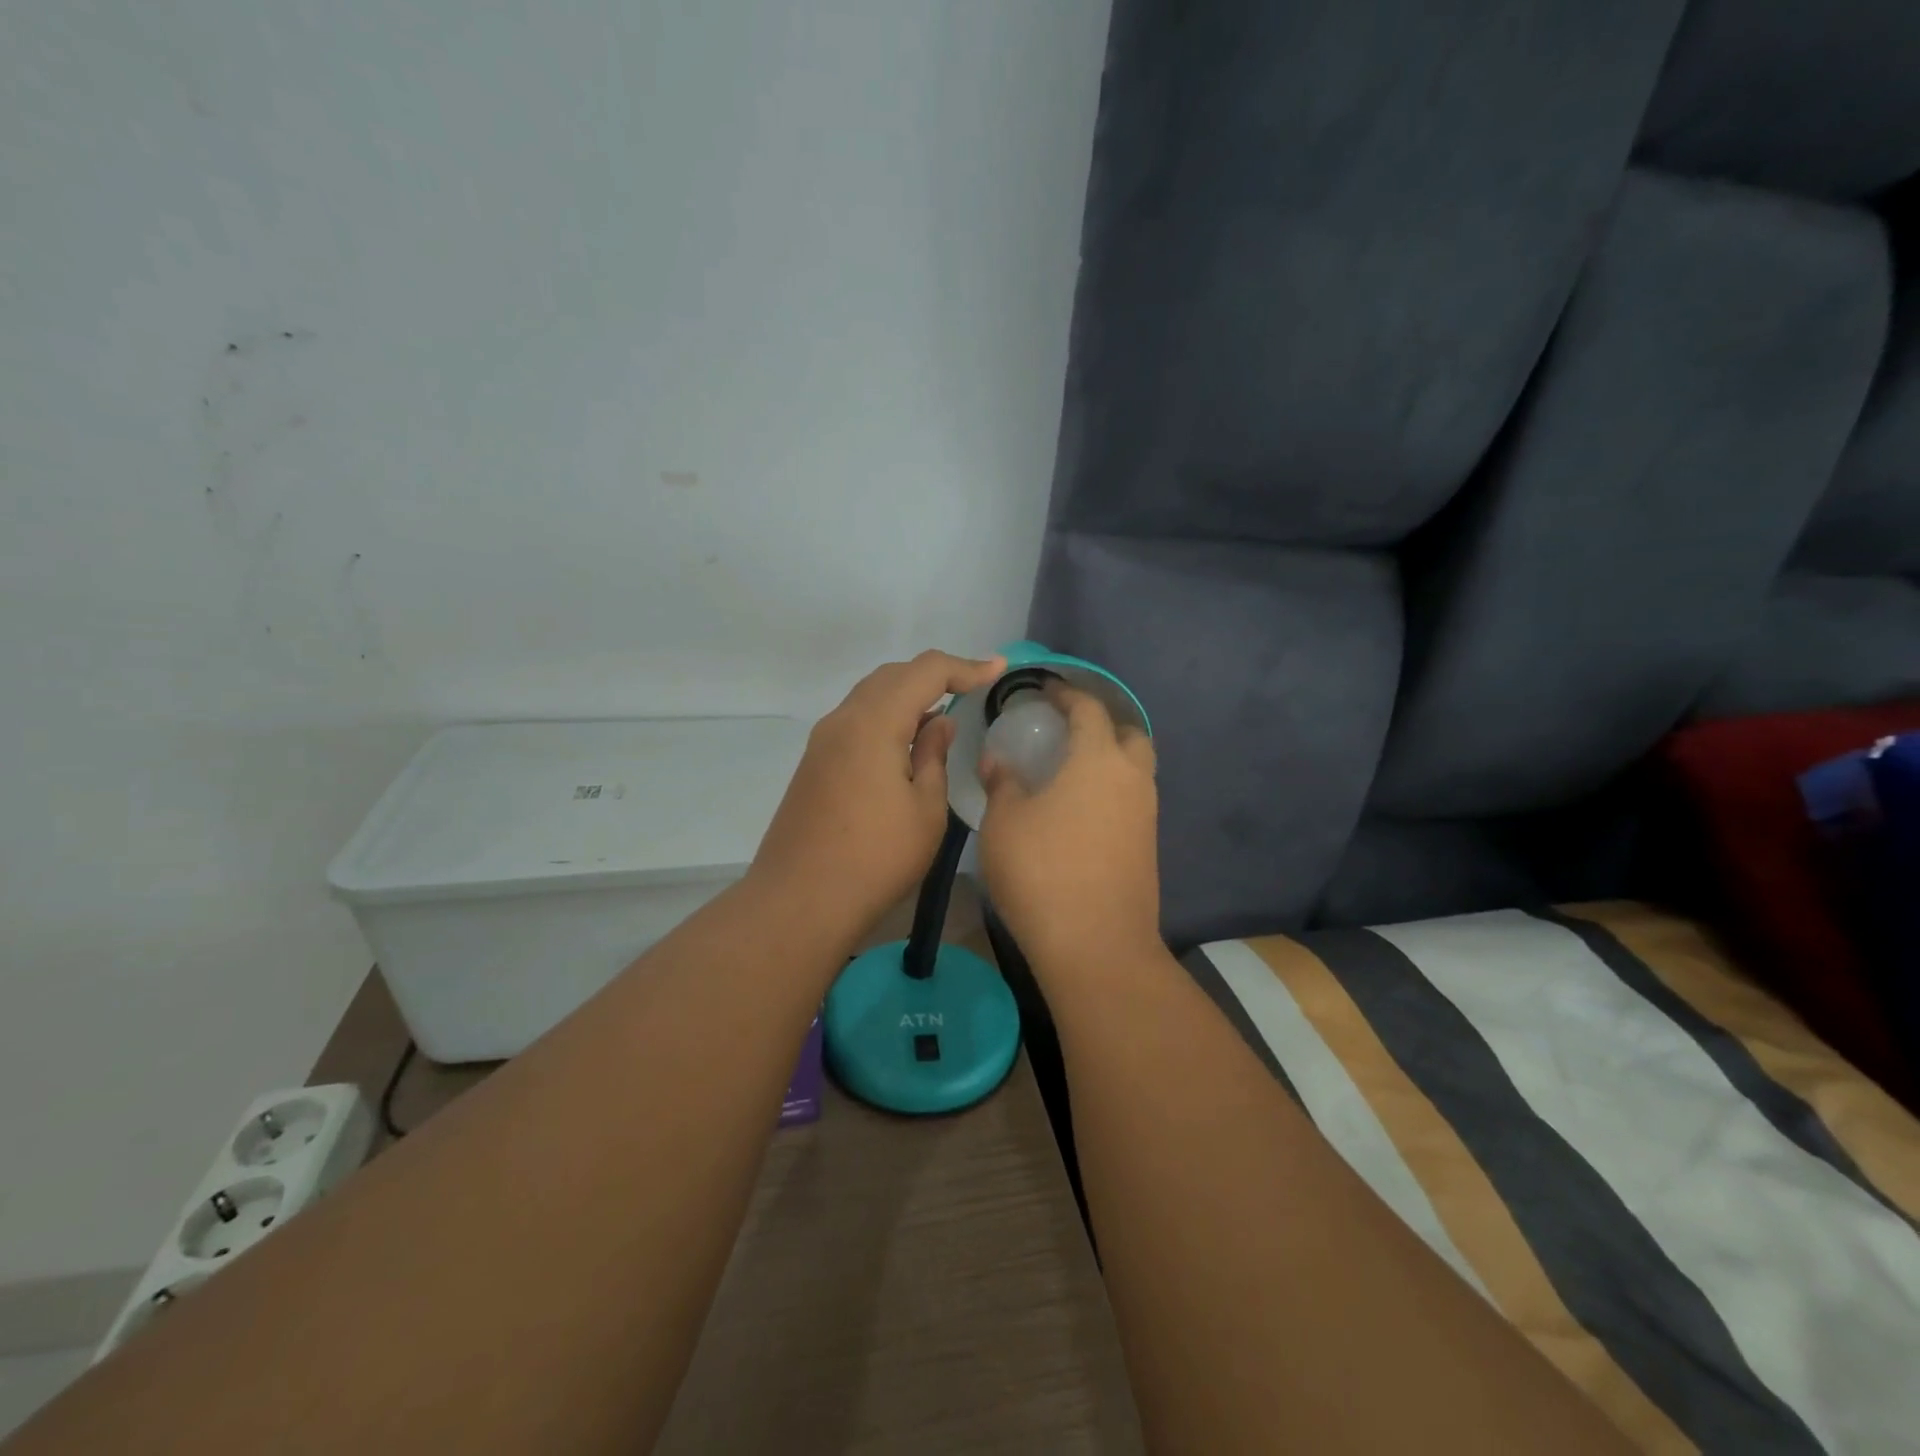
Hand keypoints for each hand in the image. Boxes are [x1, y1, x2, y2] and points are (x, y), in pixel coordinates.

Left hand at [749, 650, 1004, 941]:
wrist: (800, 902)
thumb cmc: (876, 858)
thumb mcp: (925, 809)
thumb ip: (934, 756)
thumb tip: (938, 722)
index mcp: (873, 722)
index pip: (924, 671)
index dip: (965, 666)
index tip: (998, 669)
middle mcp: (842, 720)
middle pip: (892, 676)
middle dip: (935, 675)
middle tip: (973, 687)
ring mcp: (822, 742)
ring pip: (870, 697)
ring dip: (908, 696)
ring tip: (943, 715)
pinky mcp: (814, 764)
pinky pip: (856, 721)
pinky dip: (886, 717)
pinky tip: (906, 743)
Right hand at [978, 683, 1160, 973]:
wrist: (1096, 946)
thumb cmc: (1043, 872)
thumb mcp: (1005, 823)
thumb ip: (1002, 784)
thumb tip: (999, 761)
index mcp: (1098, 760)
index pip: (1088, 709)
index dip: (1066, 694)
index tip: (1045, 691)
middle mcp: (1132, 780)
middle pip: (1129, 734)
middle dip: (1101, 724)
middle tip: (1066, 732)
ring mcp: (1146, 815)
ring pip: (1136, 771)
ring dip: (1109, 760)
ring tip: (1069, 771)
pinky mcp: (1148, 847)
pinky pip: (1133, 802)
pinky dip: (1111, 792)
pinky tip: (1080, 811)